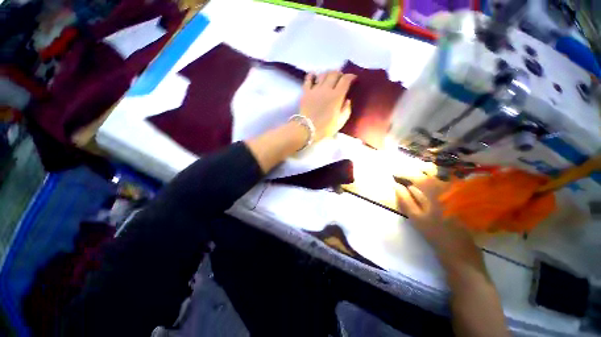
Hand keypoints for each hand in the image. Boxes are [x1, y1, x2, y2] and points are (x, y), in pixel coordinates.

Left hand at [299, 71, 356, 140]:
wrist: (307, 129)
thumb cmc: (325, 128)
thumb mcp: (340, 122)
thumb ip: (346, 110)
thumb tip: (347, 100)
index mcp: (337, 96)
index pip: (346, 80)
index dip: (351, 76)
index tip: (353, 78)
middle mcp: (326, 89)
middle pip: (334, 74)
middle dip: (340, 74)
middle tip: (341, 79)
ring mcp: (315, 89)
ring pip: (323, 74)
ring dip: (328, 73)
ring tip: (329, 78)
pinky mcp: (306, 92)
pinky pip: (308, 79)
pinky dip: (312, 75)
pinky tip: (314, 75)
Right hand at [395, 177, 483, 270]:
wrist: (459, 248)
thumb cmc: (434, 233)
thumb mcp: (415, 217)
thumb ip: (405, 200)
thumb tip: (396, 186)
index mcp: (434, 193)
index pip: (417, 177)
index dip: (404, 174)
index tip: (394, 174)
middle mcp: (446, 189)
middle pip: (430, 173)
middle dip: (415, 172)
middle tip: (404, 174)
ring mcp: (455, 192)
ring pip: (439, 176)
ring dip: (425, 174)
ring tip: (415, 176)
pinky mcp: (460, 197)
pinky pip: (447, 182)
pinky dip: (436, 180)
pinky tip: (431, 183)